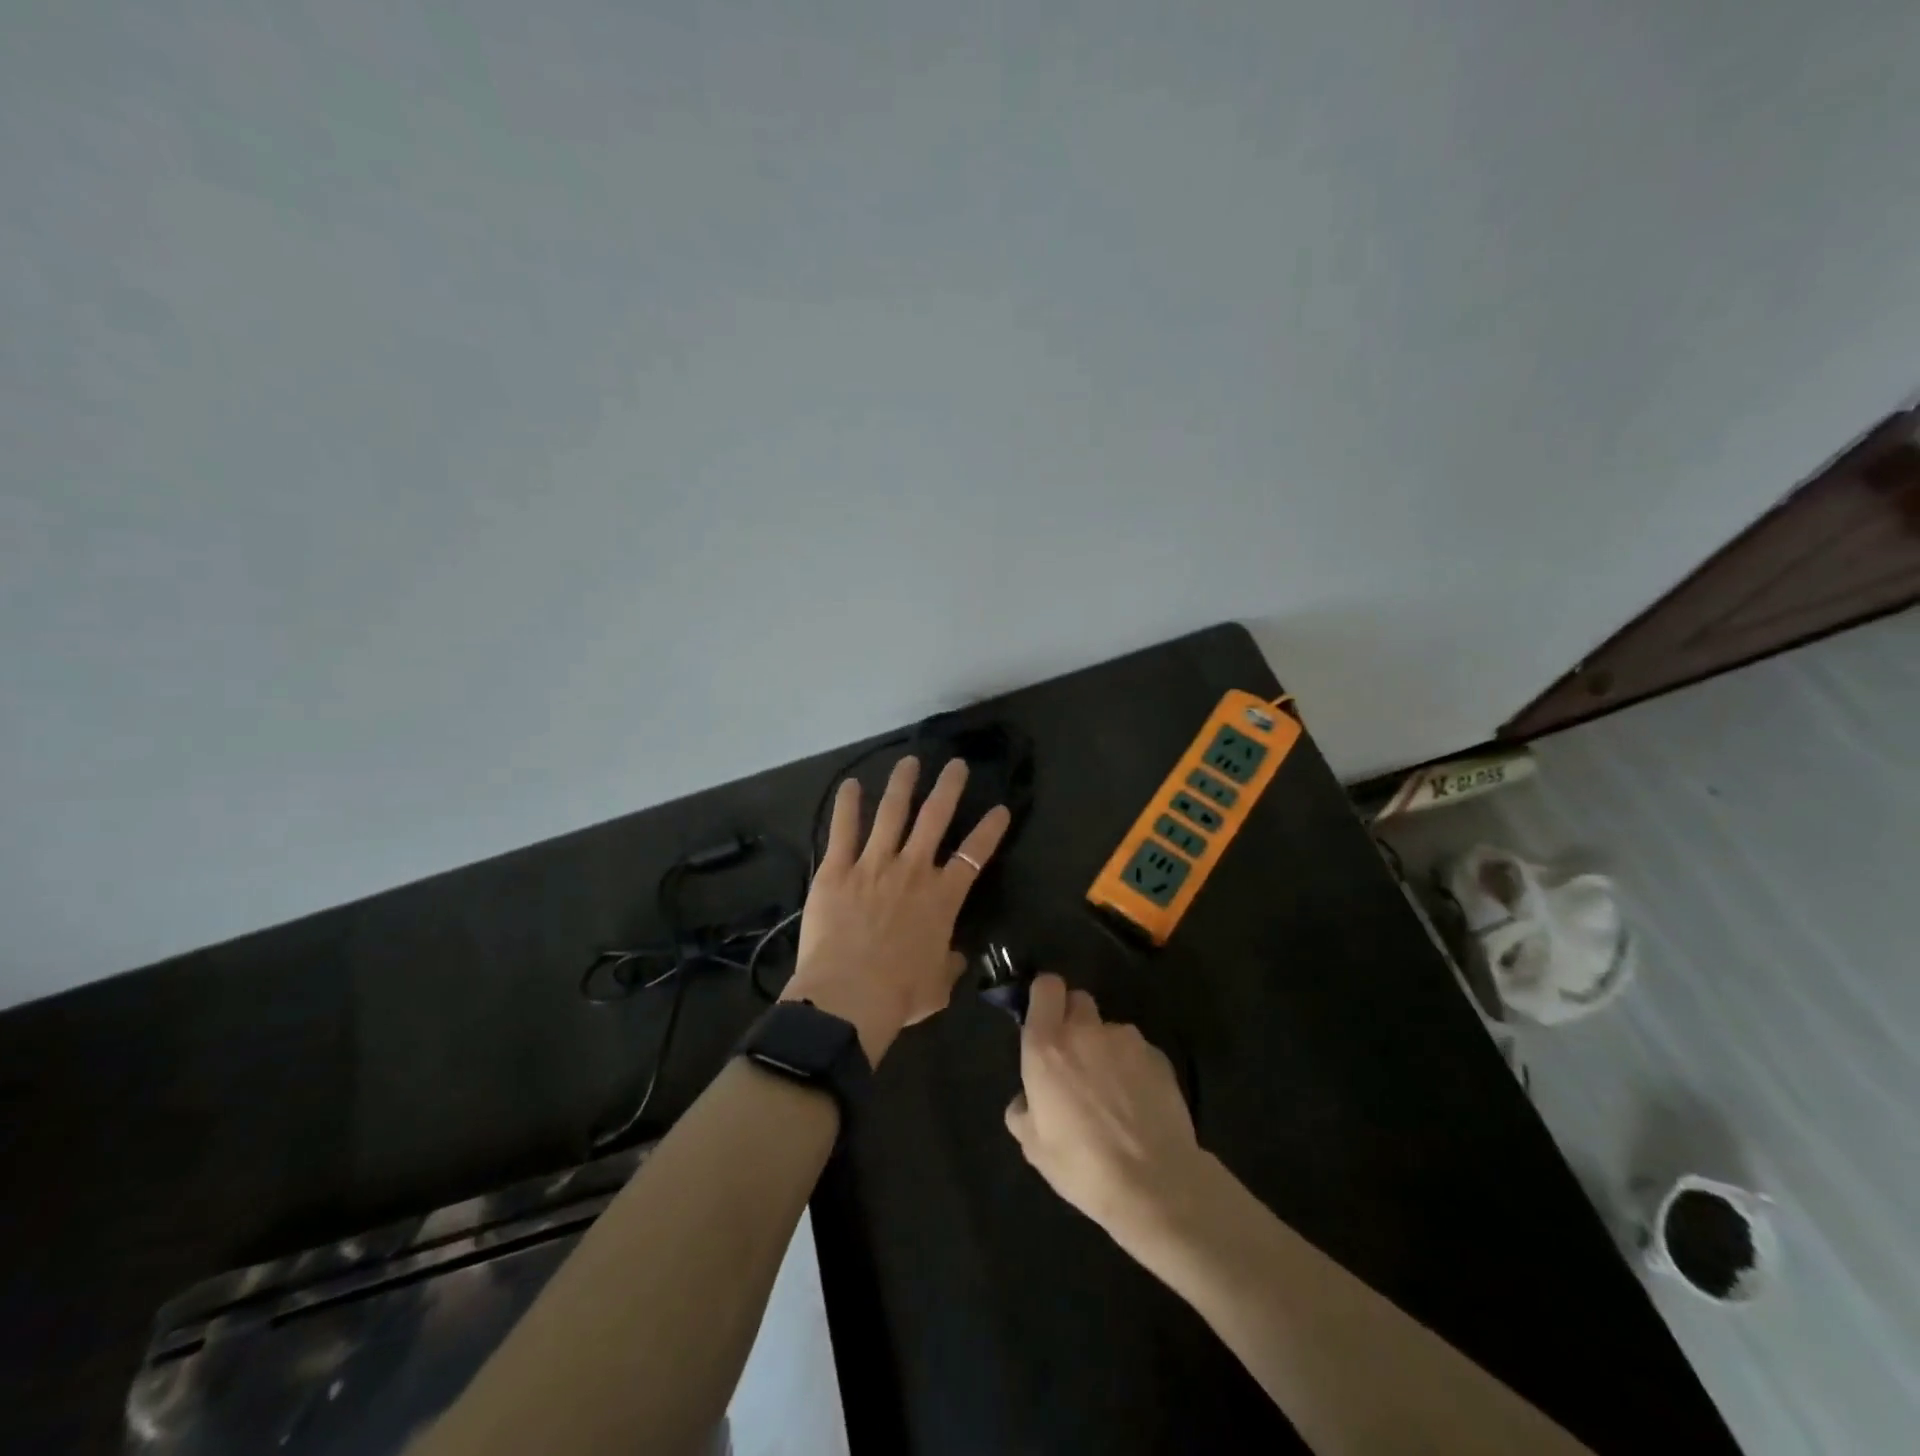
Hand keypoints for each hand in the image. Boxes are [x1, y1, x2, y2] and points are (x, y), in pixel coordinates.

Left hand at [782, 756, 1010, 1063]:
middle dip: (949, 787)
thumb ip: (949, 964)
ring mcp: (873, 864)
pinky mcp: (837, 869)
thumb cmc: (899, 995)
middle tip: (956, 764)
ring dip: (902, 784)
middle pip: (935, 817)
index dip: (990, 830)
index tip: (1000, 809)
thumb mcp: (938, 987)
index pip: (974, 855)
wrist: (848, 996)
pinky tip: (849, 784)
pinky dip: (846, 804)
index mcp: (942, 897)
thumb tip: (955, 957)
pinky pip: (843, 829)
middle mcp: (912, 870)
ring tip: (909, 762)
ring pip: (891, 812)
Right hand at [1004, 974, 1206, 1249]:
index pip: (1046, 986)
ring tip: (1113, 1093)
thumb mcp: (1034, 1147)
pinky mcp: (1158, 1056)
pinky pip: (1137, 1051)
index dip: (1045, 998)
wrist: (1155, 1184)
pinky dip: (1134, 1068)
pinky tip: (1139, 1104)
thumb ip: (1023, 1111)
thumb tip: (1026, 1100)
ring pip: (1109, 1029)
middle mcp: (1085, 1031)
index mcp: (1047, 1046)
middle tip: (1075, 1059)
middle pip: (1078, 1000)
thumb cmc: (1082, 1165)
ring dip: (1105, 1048)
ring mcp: (1126, 1040)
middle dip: (1074, 1020)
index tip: (1045, 1020)